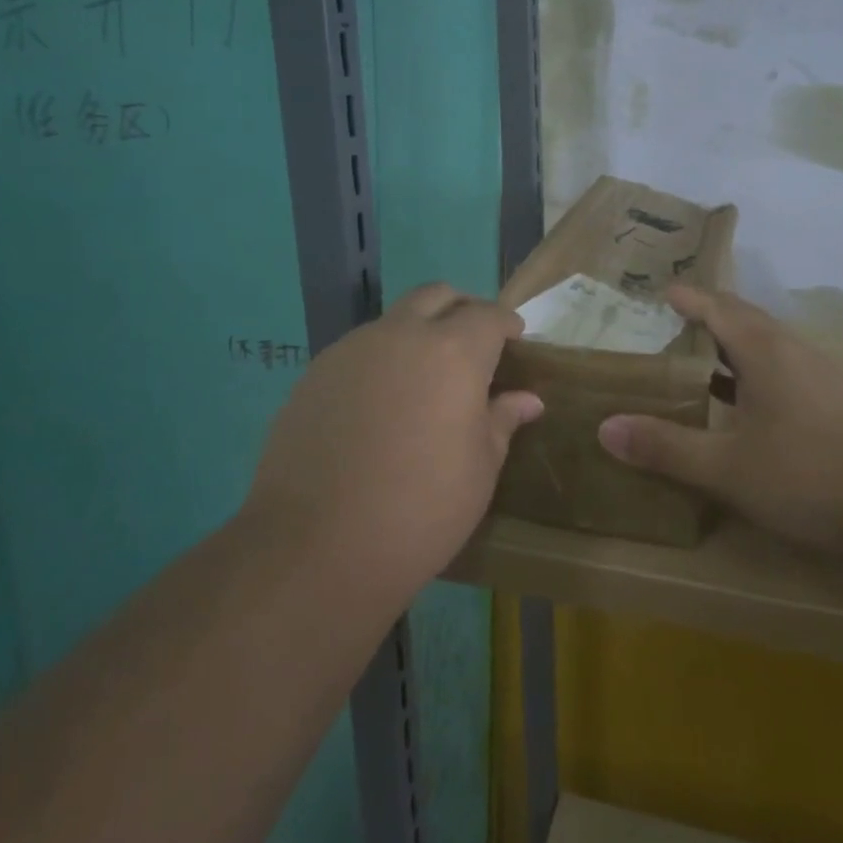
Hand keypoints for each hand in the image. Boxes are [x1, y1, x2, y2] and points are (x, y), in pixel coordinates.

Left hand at [244, 284, 542, 600]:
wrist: (315, 547)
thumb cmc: (420, 509)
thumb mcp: (479, 469)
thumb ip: (501, 421)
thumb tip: (526, 399)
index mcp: (453, 352)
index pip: (488, 316)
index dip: (505, 324)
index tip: (514, 341)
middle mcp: (401, 335)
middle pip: (438, 296)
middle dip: (462, 310)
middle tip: (473, 345)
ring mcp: (352, 350)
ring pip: (394, 320)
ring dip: (418, 333)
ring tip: (425, 378)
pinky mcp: (315, 373)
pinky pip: (359, 349)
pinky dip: (382, 359)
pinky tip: (381, 404)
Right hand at [597, 285, 842, 559]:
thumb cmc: (809, 477)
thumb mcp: (727, 467)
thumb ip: (666, 447)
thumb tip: (605, 428)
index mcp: (764, 351)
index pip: (717, 307)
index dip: (687, 298)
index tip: (658, 291)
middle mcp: (792, 350)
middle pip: (742, 318)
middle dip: (706, 315)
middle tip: (668, 322)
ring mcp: (819, 374)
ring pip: (765, 344)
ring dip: (729, 344)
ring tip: (695, 359)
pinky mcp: (835, 400)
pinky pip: (781, 367)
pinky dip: (750, 369)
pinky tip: (741, 402)